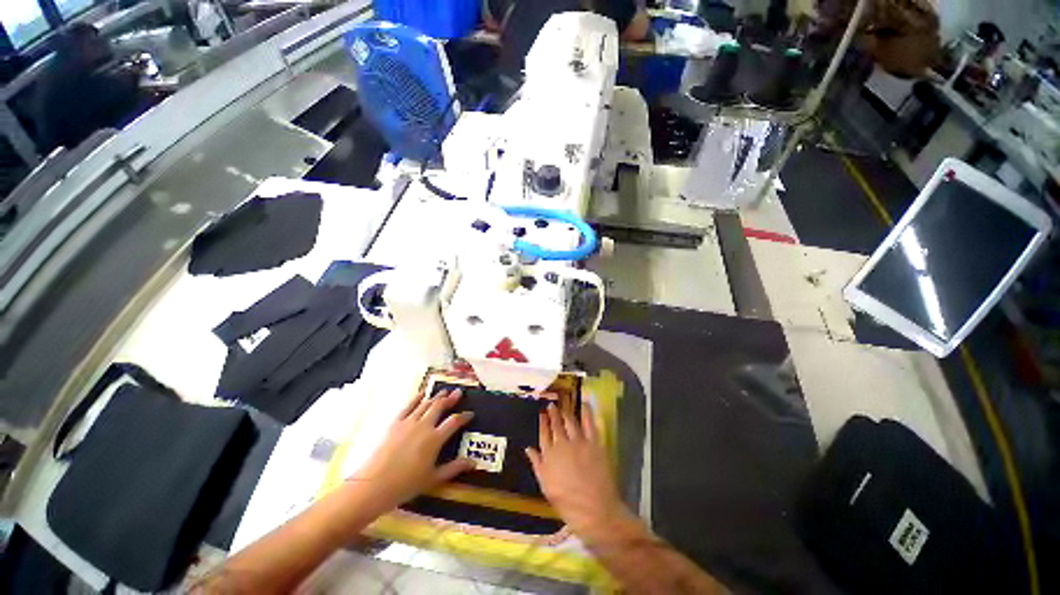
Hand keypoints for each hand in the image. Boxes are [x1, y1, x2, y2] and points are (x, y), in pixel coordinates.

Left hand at [349, 389, 473, 514]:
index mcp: (435, 439)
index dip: (464, 416)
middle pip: (440, 407)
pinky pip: (408, 406)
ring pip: (426, 404)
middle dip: (450, 399)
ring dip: (436, 397)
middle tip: (458, 392)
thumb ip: (454, 468)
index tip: (470, 414)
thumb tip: (473, 463)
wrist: (373, 485)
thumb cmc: (406, 485)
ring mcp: (408, 423)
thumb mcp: (433, 478)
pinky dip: (416, 398)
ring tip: (444, 392)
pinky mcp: (395, 423)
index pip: (454, 422)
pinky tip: (422, 394)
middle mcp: (424, 426)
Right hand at [526, 404, 631, 535]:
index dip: (543, 422)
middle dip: (553, 413)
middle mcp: (562, 444)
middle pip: (556, 424)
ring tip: (563, 405)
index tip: (542, 413)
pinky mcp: (594, 443)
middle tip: (551, 405)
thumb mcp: (546, 486)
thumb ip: (537, 464)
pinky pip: (589, 423)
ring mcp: (578, 442)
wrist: (594, 509)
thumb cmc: (567, 502)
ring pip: (570, 421)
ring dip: (565, 412)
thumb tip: (528, 448)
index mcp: (549, 455)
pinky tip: (584, 404)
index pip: (543, 433)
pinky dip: (586, 412)